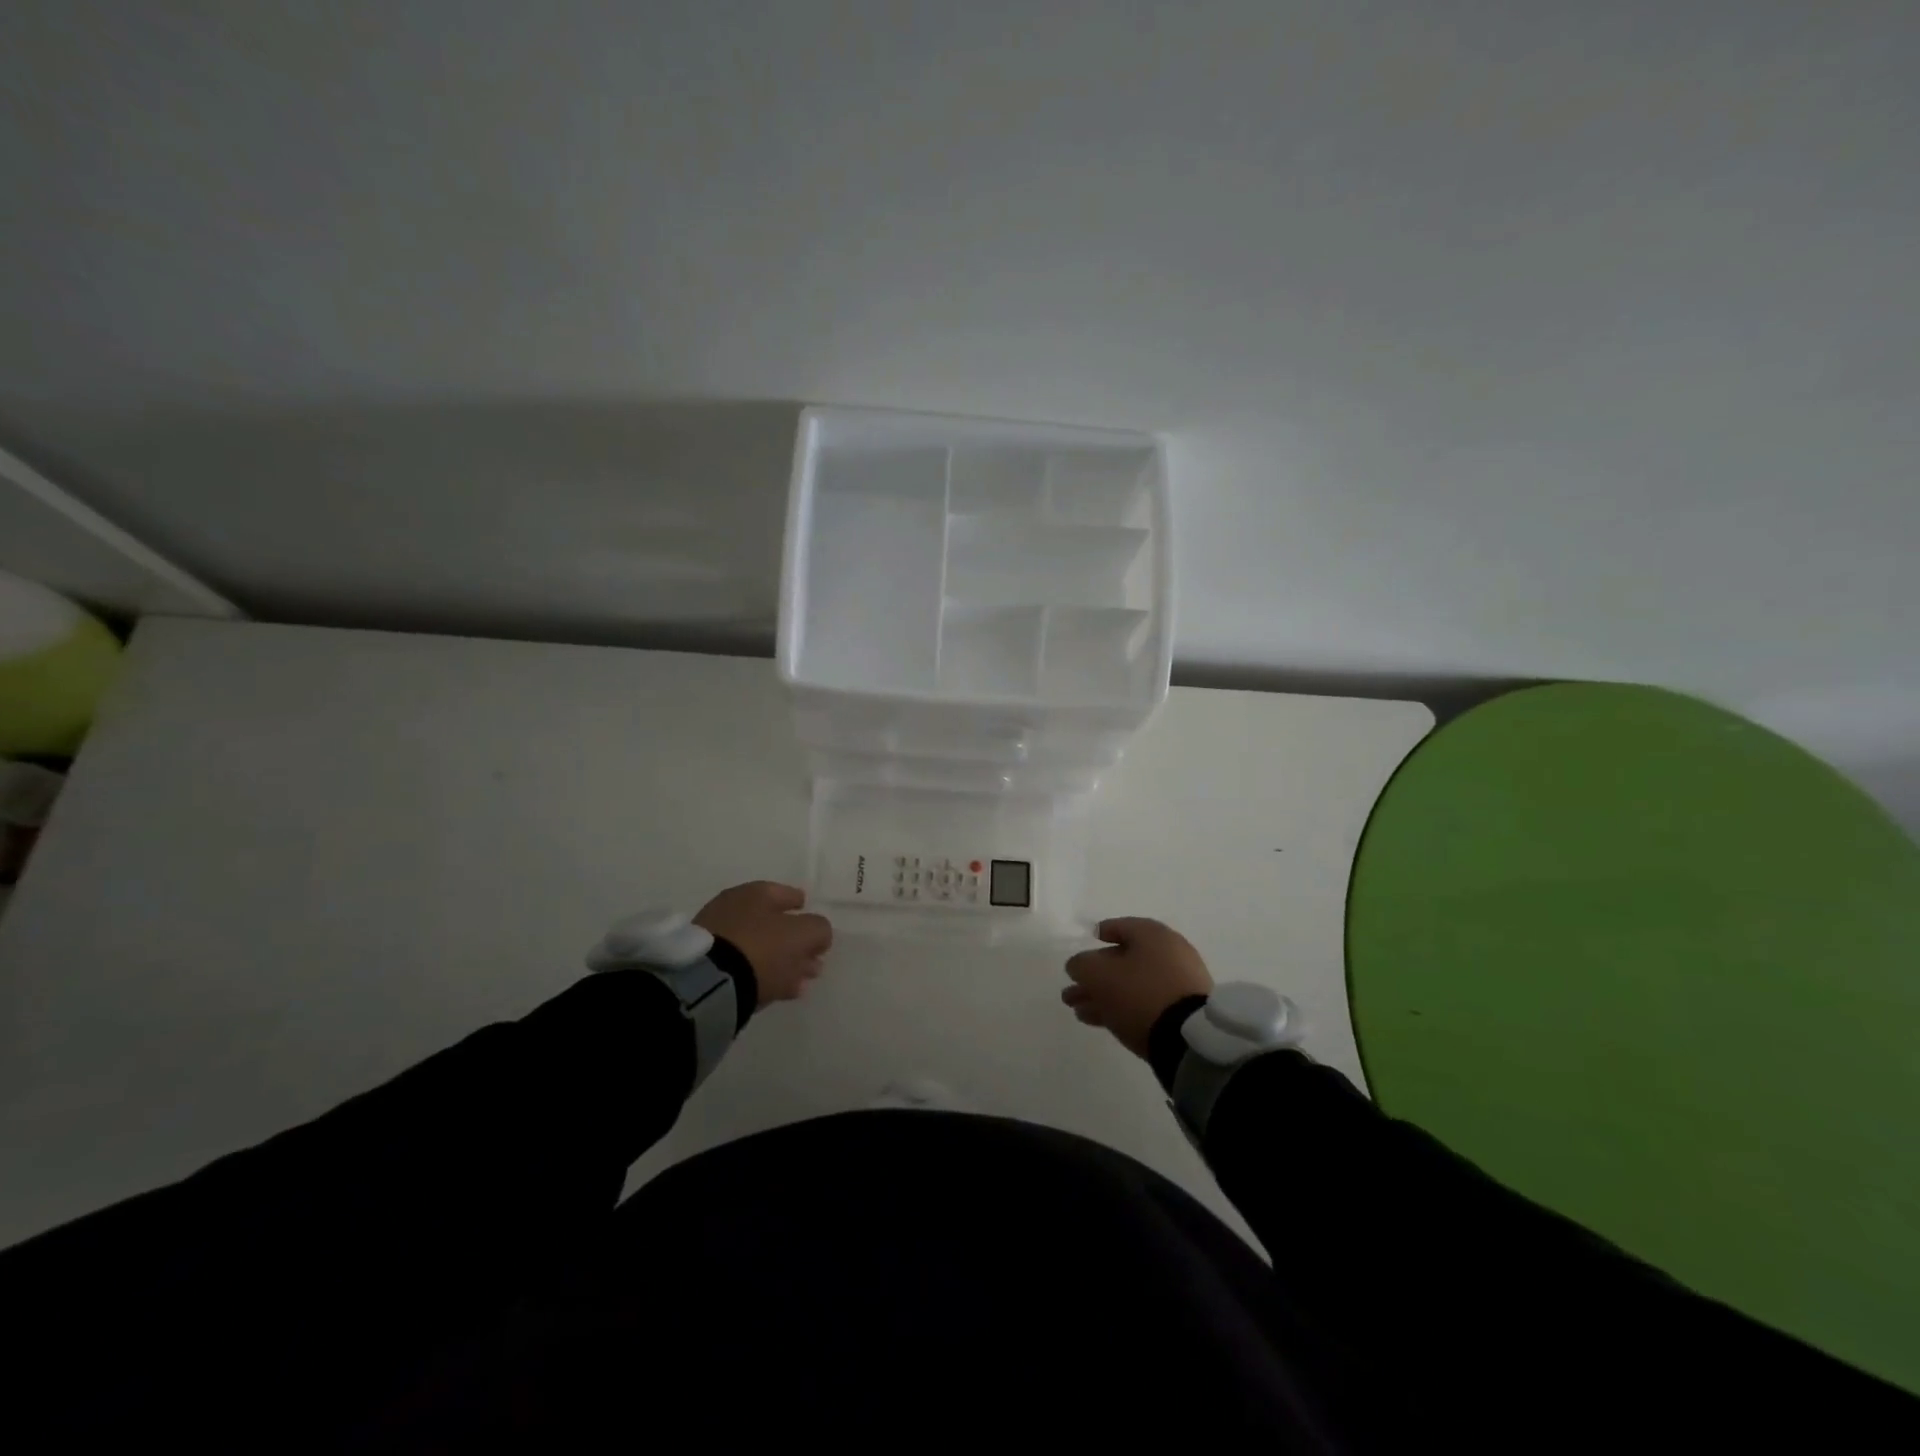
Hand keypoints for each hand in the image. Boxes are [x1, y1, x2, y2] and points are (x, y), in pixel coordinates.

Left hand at [693, 881, 832, 1003]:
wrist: (708, 983)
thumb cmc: (761, 948)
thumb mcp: (802, 934)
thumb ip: (818, 929)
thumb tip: (819, 934)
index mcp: (756, 893)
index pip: (787, 894)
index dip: (803, 908)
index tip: (816, 926)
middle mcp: (734, 908)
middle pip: (773, 923)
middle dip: (795, 942)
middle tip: (813, 960)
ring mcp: (718, 937)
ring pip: (760, 947)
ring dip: (782, 962)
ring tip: (801, 981)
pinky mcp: (708, 965)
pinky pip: (745, 967)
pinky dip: (764, 975)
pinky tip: (780, 990)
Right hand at [1062, 917, 1212, 1057]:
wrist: (1188, 1039)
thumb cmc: (1140, 993)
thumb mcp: (1099, 975)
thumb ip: (1082, 965)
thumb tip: (1078, 965)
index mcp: (1153, 935)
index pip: (1123, 926)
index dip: (1103, 932)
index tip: (1090, 941)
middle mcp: (1169, 953)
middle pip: (1124, 960)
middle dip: (1095, 975)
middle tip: (1071, 990)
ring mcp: (1178, 984)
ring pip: (1132, 985)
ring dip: (1103, 995)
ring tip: (1078, 1010)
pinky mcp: (1182, 1012)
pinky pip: (1145, 1003)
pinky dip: (1122, 1008)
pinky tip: (1099, 1020)